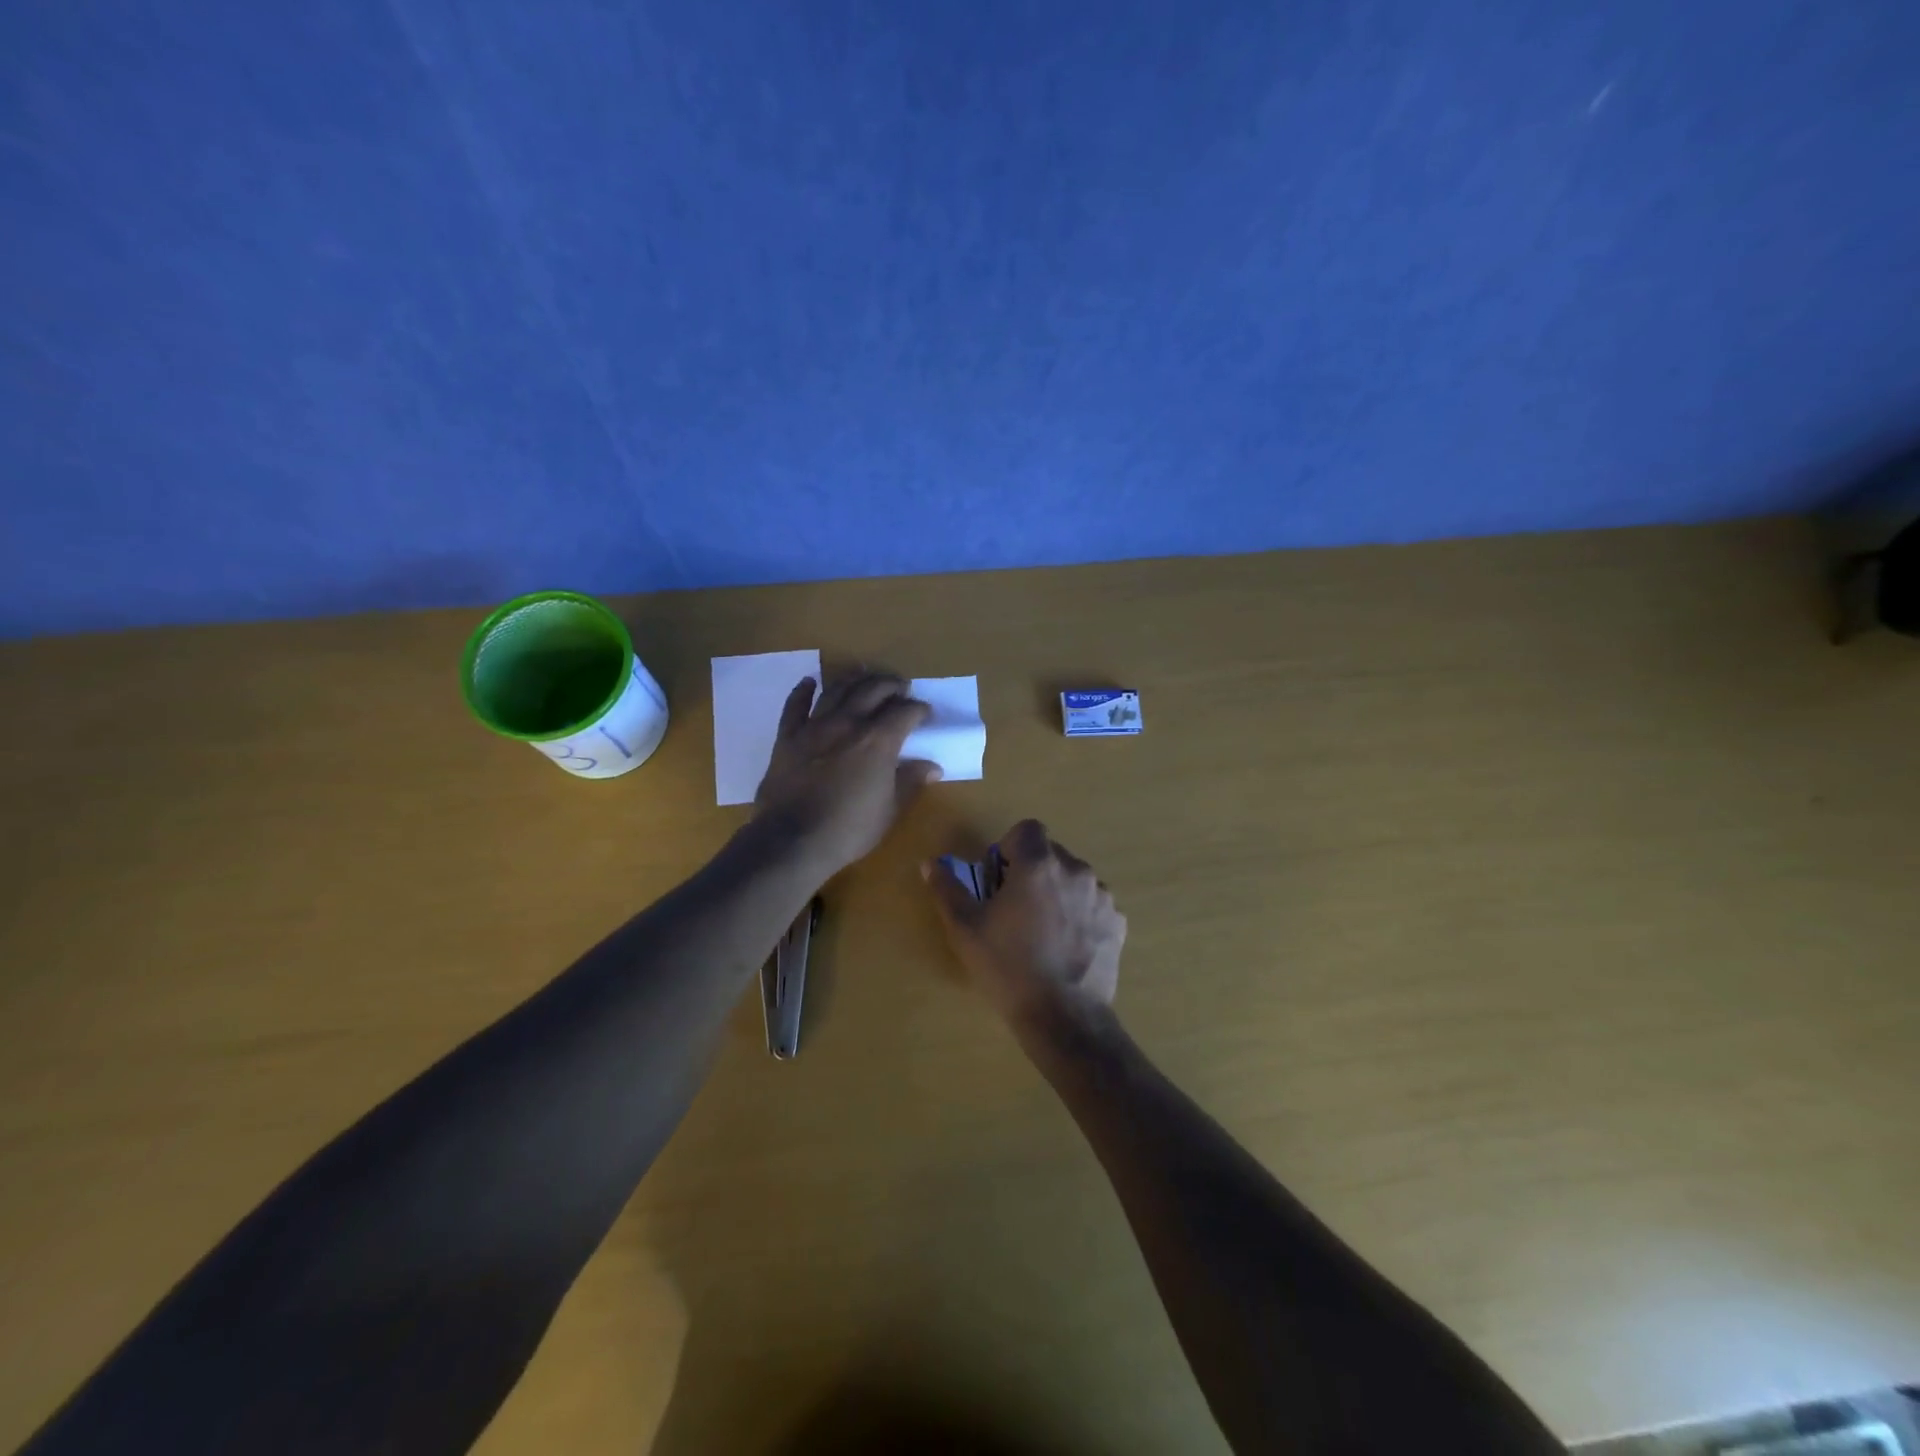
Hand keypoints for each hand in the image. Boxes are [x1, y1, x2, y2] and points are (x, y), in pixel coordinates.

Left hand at [754, 672, 940, 876]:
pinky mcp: (787, 737)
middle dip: (891, 684)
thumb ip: (910, 782)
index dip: (919, 709)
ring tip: (864, 673)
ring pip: (836, 690)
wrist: (792, 841)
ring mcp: (814, 727)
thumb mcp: (889, 810)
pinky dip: (802, 691)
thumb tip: (932, 766)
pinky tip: (809, 682)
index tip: (926, 713)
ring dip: (853, 678)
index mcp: (878, 741)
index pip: (905, 712)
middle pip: (872, 690)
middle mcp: (848, 723)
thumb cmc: (849, 829)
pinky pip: (794, 706)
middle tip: (901, 687)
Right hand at [925, 819, 1125, 1025]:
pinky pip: (1093, 904)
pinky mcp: (1116, 922)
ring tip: (1043, 931)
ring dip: (1057, 892)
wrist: (1063, 1017)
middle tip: (1015, 909)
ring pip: (1074, 879)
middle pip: (1050, 854)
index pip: (1027, 829)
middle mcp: (1075, 870)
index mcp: (1038, 864)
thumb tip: (930, 864)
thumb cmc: (1008, 966)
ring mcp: (1101, 896)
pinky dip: (1079, 915)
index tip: (1000, 879)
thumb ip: (947, 888)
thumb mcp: (965, 928)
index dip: (1010, 848)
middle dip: (1032, 871)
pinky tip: (1066, 947)